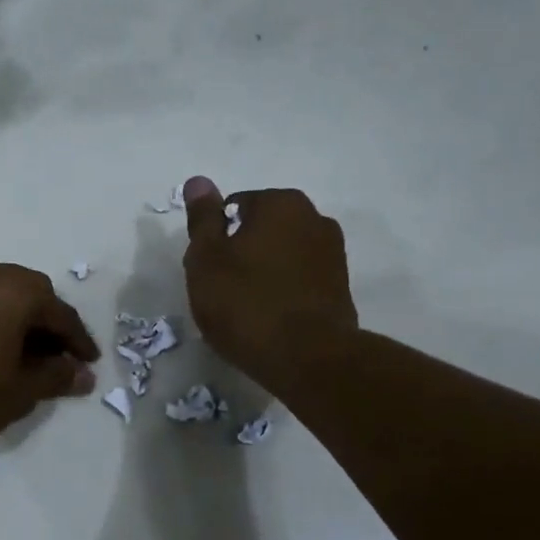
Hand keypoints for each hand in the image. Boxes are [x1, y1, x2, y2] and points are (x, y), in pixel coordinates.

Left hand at [0, 254, 100, 458]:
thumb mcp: (18, 391)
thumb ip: (56, 376)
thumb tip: (82, 374)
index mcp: (12, 288)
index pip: (58, 313)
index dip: (77, 341)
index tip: (88, 363)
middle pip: (28, 295)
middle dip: (46, 327)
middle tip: (57, 360)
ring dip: (16, 322)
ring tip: (24, 358)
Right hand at [182, 177, 359, 396]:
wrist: (306, 358)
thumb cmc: (246, 303)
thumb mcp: (207, 260)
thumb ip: (202, 219)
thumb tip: (198, 181)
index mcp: (280, 203)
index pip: (234, 207)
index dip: (215, 239)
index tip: (208, 270)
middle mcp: (314, 218)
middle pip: (261, 229)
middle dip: (242, 252)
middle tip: (223, 290)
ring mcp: (333, 253)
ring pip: (282, 255)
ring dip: (264, 272)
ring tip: (247, 308)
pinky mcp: (341, 287)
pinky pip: (300, 280)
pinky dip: (284, 291)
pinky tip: (270, 318)